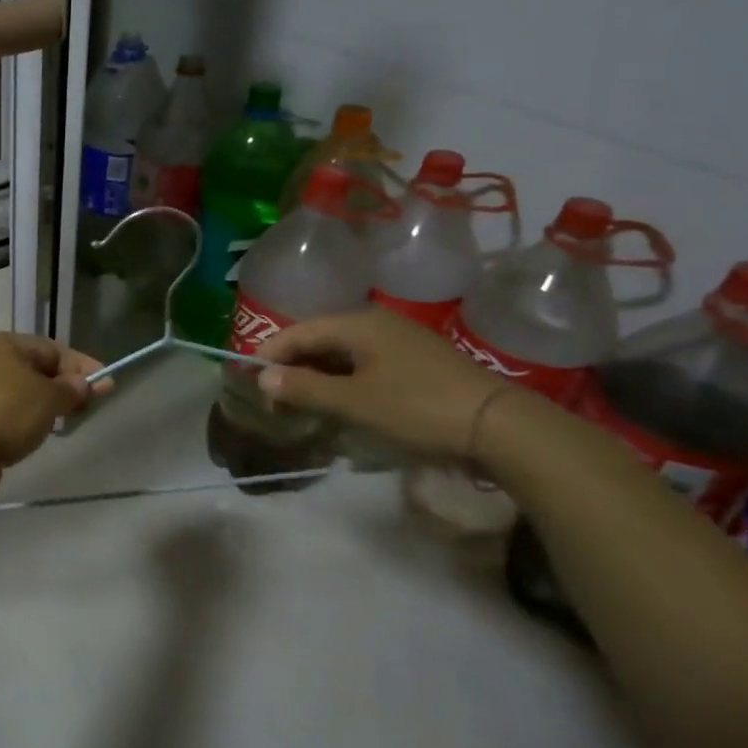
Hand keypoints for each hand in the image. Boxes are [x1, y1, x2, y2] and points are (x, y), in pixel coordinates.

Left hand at [0, 333, 106, 469]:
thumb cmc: (4, 412)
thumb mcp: (48, 397)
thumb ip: (71, 389)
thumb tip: (84, 383)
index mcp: (4, 345)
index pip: (52, 348)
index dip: (82, 366)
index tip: (108, 386)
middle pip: (36, 371)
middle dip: (64, 387)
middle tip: (89, 408)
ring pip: (21, 396)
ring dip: (44, 408)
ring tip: (64, 424)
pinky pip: (7, 418)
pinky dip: (24, 425)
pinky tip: (33, 438)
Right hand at [254, 308, 511, 460]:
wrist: (499, 424)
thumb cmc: (417, 408)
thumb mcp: (353, 402)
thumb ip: (305, 388)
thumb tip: (263, 376)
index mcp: (357, 324)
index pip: (298, 332)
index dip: (268, 354)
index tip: (248, 379)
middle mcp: (376, 323)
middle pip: (319, 338)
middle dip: (291, 364)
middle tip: (272, 394)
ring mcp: (400, 340)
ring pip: (342, 351)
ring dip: (317, 373)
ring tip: (300, 399)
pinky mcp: (416, 360)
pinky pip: (364, 361)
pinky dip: (343, 377)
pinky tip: (339, 399)